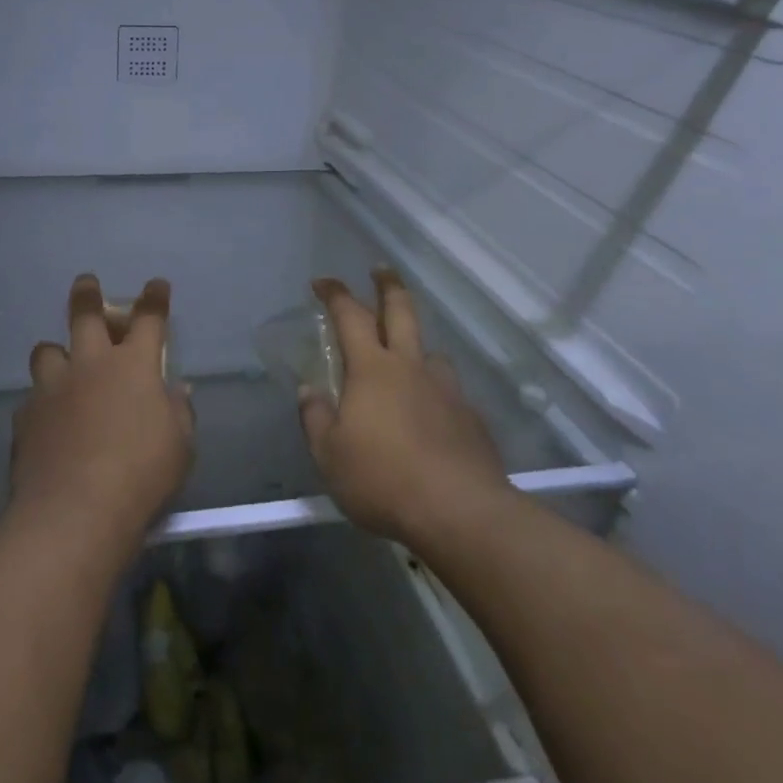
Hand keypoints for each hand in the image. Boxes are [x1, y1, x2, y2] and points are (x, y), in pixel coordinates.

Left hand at [8, 275, 194, 552]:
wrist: (75, 510)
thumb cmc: (141, 474)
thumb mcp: (180, 446)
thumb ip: (178, 411)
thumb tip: (176, 390)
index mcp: (134, 366)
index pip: (149, 319)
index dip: (154, 299)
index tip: (156, 285)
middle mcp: (91, 365)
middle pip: (85, 314)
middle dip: (87, 294)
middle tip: (86, 282)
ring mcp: (53, 388)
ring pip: (47, 351)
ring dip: (56, 353)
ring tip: (60, 363)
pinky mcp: (26, 417)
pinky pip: (32, 399)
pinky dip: (41, 403)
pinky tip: (46, 421)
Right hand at [298, 270, 509, 546]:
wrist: (461, 512)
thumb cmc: (383, 480)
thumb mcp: (330, 455)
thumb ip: (316, 418)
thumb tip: (311, 390)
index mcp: (372, 369)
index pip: (349, 315)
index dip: (335, 293)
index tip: (322, 282)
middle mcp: (411, 367)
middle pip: (401, 311)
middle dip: (388, 286)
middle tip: (380, 270)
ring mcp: (447, 390)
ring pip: (431, 352)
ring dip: (417, 346)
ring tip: (408, 360)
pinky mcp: (471, 418)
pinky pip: (450, 391)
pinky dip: (435, 391)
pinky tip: (432, 415)